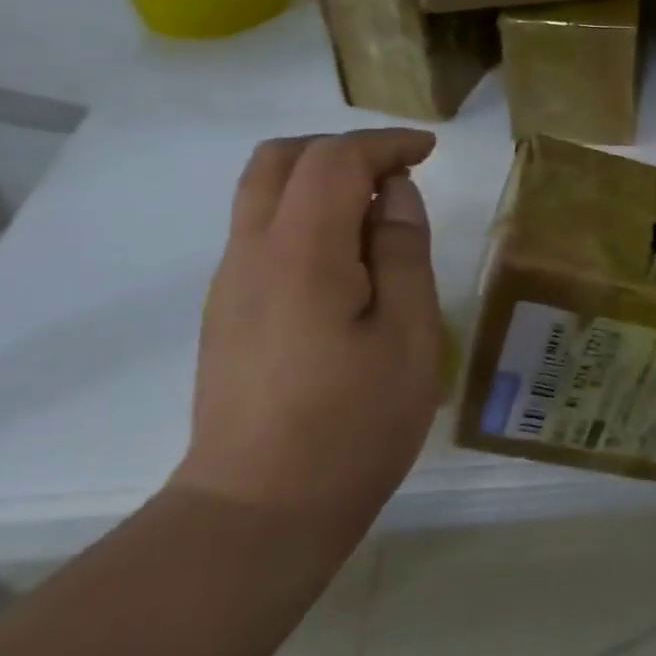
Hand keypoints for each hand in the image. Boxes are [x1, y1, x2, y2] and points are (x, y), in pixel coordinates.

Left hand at [171, 129, 442, 539]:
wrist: (259, 512)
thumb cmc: (354, 424)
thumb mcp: (408, 335)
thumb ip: (402, 252)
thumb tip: (396, 195)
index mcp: (302, 254)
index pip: (334, 160)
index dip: (384, 144)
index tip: (428, 152)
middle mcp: (252, 254)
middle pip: (280, 160)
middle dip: (343, 149)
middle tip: (397, 174)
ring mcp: (230, 284)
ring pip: (262, 193)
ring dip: (320, 179)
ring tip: (376, 212)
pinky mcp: (227, 312)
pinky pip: (260, 231)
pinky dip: (304, 214)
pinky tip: (346, 259)